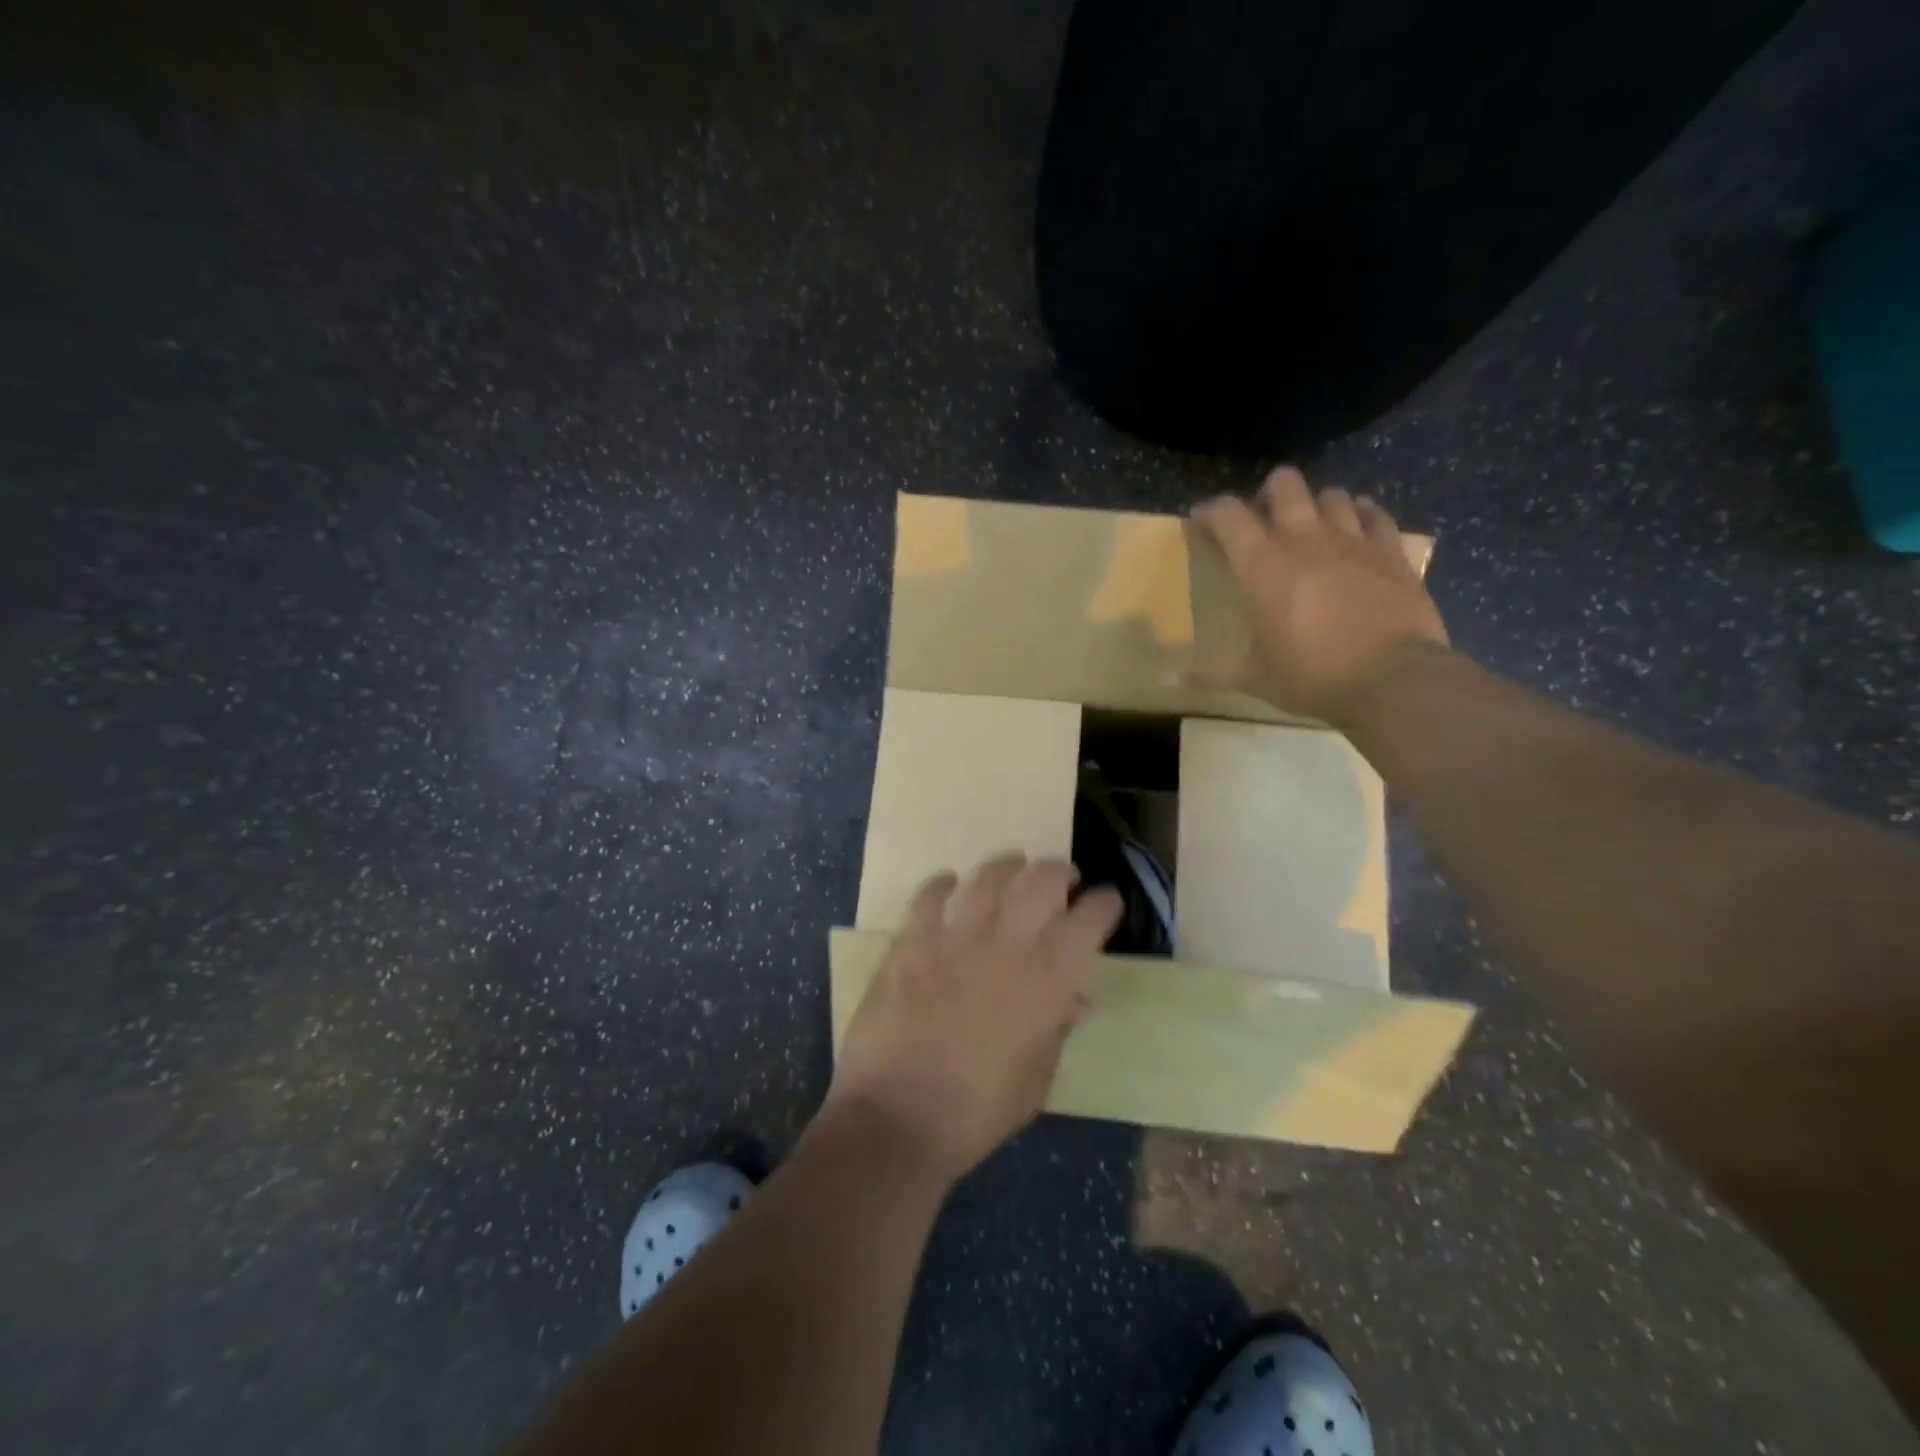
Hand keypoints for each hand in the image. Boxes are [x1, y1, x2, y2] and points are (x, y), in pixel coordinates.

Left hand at [825, 854, 1122, 1183]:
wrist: (897, 1118)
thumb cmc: (978, 1112)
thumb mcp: (1038, 1079)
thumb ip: (1057, 1028)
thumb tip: (1073, 997)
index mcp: (1049, 978)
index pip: (1091, 918)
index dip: (1104, 904)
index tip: (1106, 903)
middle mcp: (1008, 942)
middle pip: (1044, 879)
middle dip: (1061, 873)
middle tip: (1063, 880)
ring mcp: (956, 935)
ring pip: (990, 875)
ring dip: (1008, 866)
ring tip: (1015, 867)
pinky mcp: (911, 939)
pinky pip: (930, 895)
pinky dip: (943, 884)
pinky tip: (949, 885)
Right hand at [1191, 466, 1449, 725]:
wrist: (1390, 680)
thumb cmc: (1310, 675)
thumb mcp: (1254, 677)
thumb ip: (1212, 672)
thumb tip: (1170, 682)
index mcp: (1261, 565)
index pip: (1228, 514)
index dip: (1211, 511)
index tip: (1202, 520)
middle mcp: (1304, 539)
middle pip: (1284, 484)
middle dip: (1268, 492)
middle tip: (1262, 518)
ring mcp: (1352, 541)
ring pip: (1331, 494)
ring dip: (1316, 503)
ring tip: (1311, 524)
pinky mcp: (1391, 552)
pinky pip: (1375, 516)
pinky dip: (1362, 515)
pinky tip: (1357, 526)